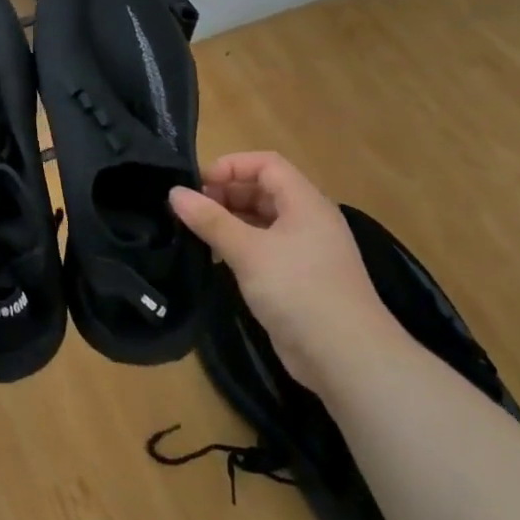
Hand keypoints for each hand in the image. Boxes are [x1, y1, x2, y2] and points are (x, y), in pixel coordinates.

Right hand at [169, 151, 389, 392]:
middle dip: (224, 194)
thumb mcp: (248, 251)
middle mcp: (307, 220)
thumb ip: (210, 220)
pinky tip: (215, 260)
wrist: (345, 356)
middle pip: (262, 190)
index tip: (196, 185)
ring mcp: (304, 251)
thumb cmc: (298, 290)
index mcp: (305, 203)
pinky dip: (238, 247)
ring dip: (228, 221)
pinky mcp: (297, 279)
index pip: (266, 164)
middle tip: (188, 210)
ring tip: (194, 233)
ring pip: (261, 221)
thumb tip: (174, 193)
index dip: (230, 166)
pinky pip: (263, 249)